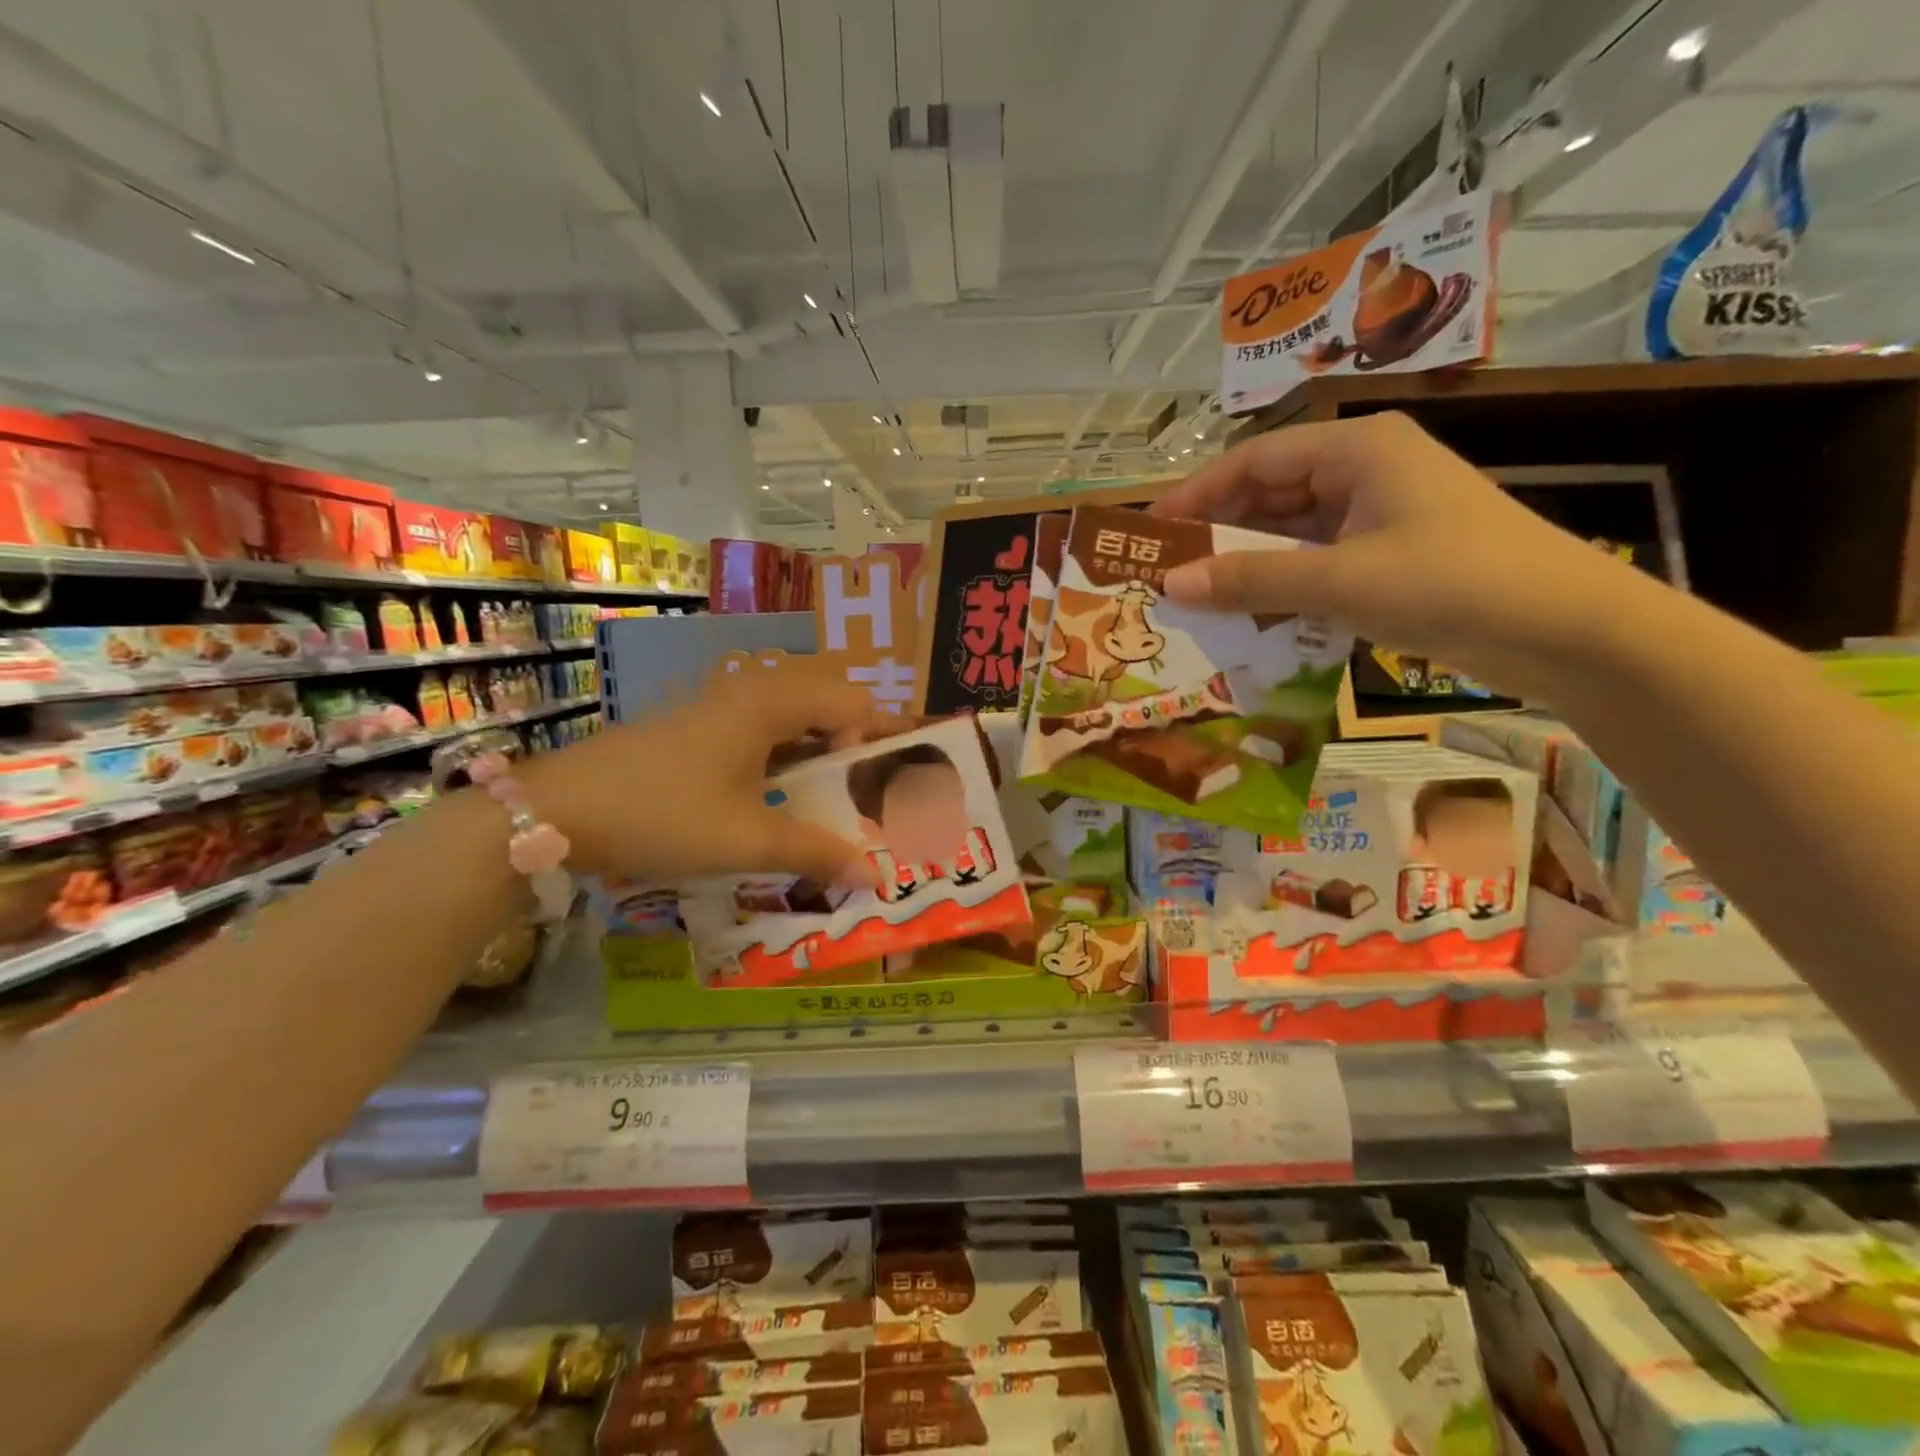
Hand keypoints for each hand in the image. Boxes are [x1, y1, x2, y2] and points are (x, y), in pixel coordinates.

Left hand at [526, 664, 884, 884]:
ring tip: (825, 805)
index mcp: (772, 703)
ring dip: (817, 756)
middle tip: (859, 798)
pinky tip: (775, 801)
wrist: (559, 811)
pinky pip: (762, 731)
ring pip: (793, 719)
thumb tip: (876, 877)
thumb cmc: (665, 815)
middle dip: (852, 749)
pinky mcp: (699, 726)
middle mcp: (751, 692)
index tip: (877, 791)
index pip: (854, 704)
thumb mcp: (747, 839)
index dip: (877, 743)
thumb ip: (817, 852)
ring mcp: (721, 707)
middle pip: (827, 705)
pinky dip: (784, 759)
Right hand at [1153, 412, 1649, 698]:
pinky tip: (1251, 615)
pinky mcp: (1390, 556)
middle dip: (1219, 532)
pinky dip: (1282, 585)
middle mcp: (1365, 471)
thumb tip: (1172, 583)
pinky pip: (1316, 563)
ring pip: (1291, 533)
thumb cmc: (1451, 582)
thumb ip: (1251, 579)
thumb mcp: (1339, 580)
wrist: (1566, 630)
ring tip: (1199, 598)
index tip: (1152, 533)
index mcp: (1356, 450)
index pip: (1254, 460)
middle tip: (1168, 572)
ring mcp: (1380, 515)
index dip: (1197, 494)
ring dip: (1248, 564)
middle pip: (1270, 494)